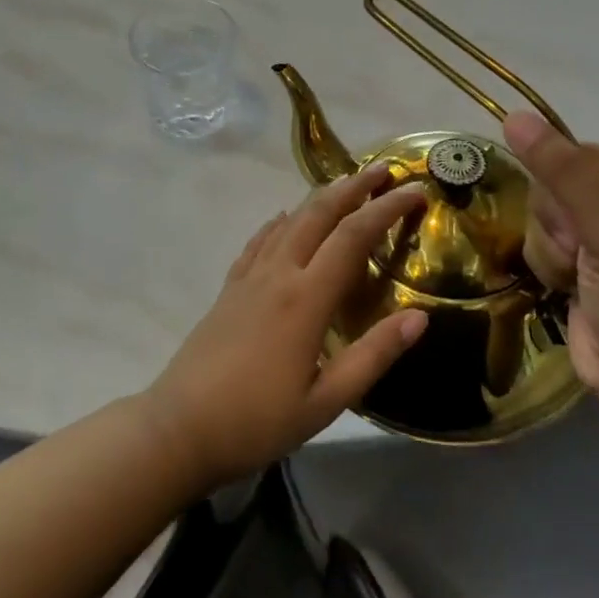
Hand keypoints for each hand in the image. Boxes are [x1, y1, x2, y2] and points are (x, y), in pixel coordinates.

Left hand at [144, 164, 428, 486]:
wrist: (179, 428)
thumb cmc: (257, 420)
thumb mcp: (327, 401)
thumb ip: (373, 355)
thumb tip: (420, 317)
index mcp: (306, 298)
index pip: (354, 236)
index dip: (386, 209)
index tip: (415, 191)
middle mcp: (278, 274)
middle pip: (319, 214)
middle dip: (353, 187)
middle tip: (383, 169)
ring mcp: (249, 277)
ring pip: (289, 221)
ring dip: (320, 198)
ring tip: (344, 185)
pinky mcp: (229, 288)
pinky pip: (259, 241)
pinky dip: (280, 222)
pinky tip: (284, 218)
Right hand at [503, 112, 598, 404]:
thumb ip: (564, 174)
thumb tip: (514, 116)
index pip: (571, 155)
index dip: (561, 191)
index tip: (581, 230)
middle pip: (550, 185)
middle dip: (555, 226)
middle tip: (583, 258)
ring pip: (539, 215)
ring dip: (549, 250)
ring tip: (578, 278)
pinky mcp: (580, 258)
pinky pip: (539, 241)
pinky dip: (547, 265)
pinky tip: (570, 287)